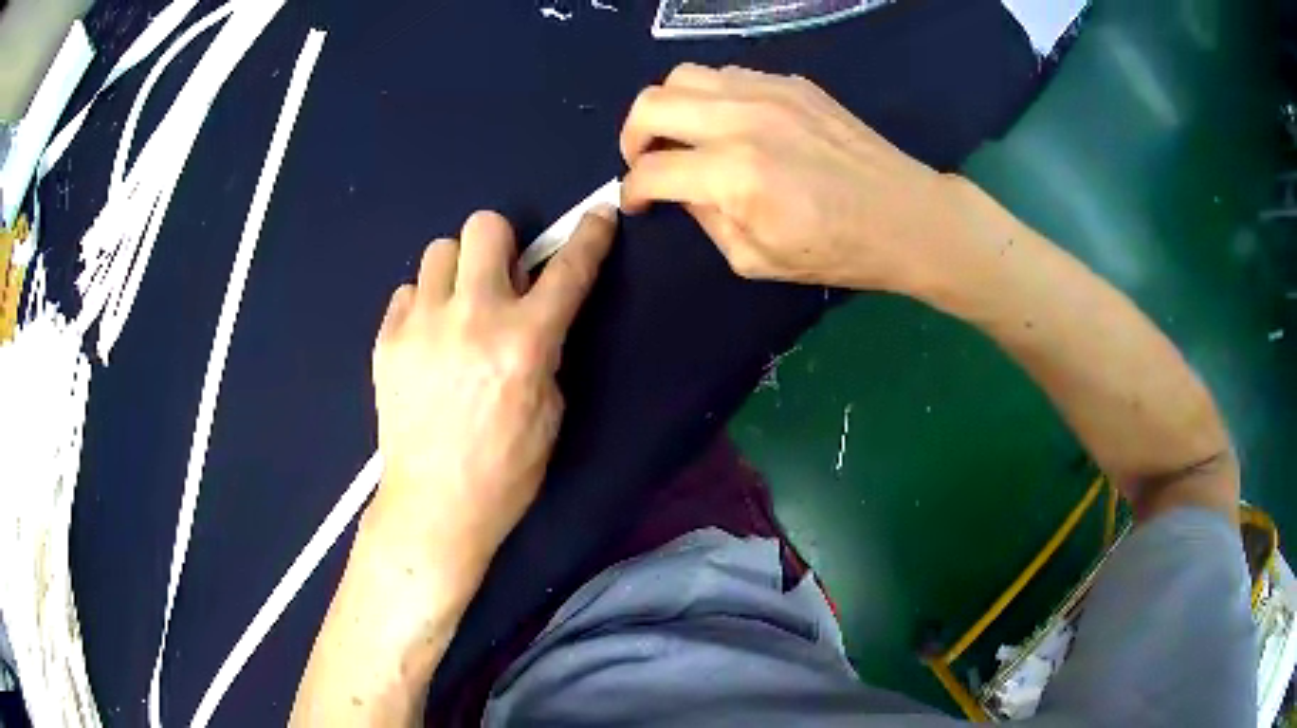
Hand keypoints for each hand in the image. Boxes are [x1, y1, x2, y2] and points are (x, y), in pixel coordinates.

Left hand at [367, 208, 616, 583]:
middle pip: (485, 226)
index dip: (590, 236)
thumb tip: (529, 314)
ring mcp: (422, 324)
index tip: (598, 216)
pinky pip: (407, 293)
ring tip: (457, 310)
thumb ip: (544, 350)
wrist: (435, 506)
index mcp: (525, 341)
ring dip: (457, 271)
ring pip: (438, 250)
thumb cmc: (506, 471)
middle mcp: (472, 317)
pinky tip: (427, 341)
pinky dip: (423, 306)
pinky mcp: (386, 340)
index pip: (569, 269)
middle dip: (500, 244)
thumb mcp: (550, 411)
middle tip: (500, 280)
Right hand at [620, 63, 957, 293]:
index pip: (651, 170)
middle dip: (632, 136)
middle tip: (646, 160)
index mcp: (733, 174)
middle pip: (651, 104)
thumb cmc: (837, 250)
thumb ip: (707, 220)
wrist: (905, 216)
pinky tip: (730, 122)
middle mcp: (741, 120)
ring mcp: (768, 92)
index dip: (633, 191)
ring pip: (684, 76)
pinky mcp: (793, 83)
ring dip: (669, 106)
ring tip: (684, 135)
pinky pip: (729, 74)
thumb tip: (683, 191)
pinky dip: (712, 96)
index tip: (638, 202)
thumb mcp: (756, 260)